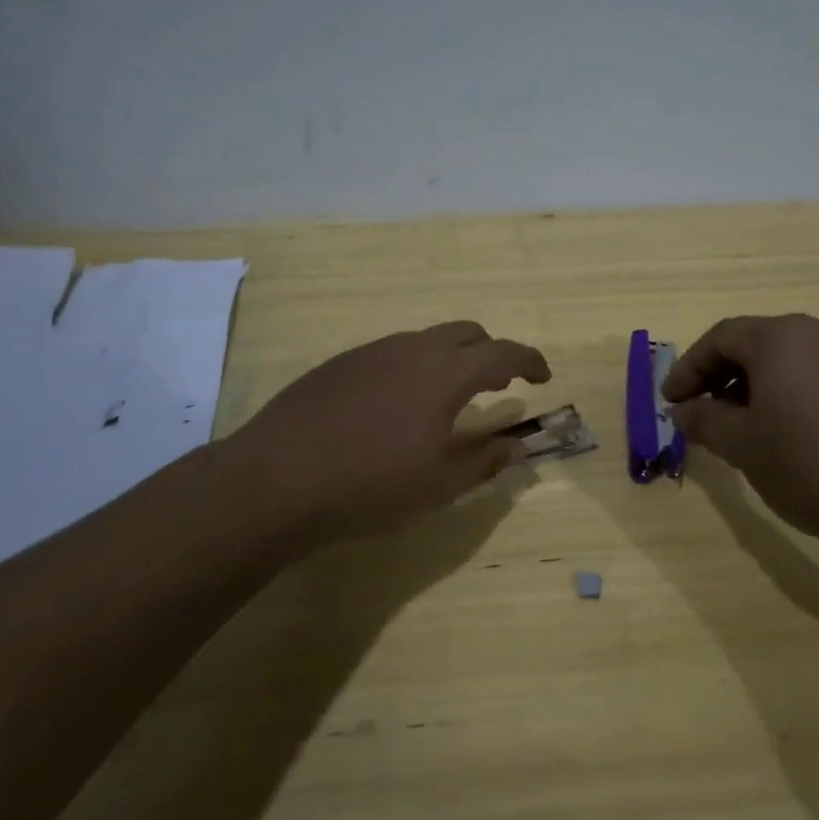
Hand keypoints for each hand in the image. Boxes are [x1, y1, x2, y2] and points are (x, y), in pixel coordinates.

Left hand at [227, 321, 551, 547]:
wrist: (275, 479)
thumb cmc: (369, 486)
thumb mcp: (439, 484)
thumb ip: (485, 461)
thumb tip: (517, 446)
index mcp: (444, 374)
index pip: (503, 353)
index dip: (529, 361)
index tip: (543, 377)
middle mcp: (411, 349)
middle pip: (466, 333)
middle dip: (491, 352)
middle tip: (498, 385)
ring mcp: (372, 352)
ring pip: (427, 340)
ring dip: (451, 358)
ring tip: (448, 397)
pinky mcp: (340, 363)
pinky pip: (393, 352)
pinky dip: (415, 366)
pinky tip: (397, 405)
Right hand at [663, 315, 818, 555]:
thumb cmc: (811, 466)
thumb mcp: (743, 446)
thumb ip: (704, 420)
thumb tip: (683, 410)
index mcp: (779, 338)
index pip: (718, 339)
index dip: (687, 370)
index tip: (670, 403)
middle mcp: (815, 332)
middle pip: (753, 343)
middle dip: (719, 376)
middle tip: (700, 413)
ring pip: (785, 359)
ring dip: (753, 386)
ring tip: (740, 427)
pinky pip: (815, 374)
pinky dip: (787, 393)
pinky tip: (786, 432)